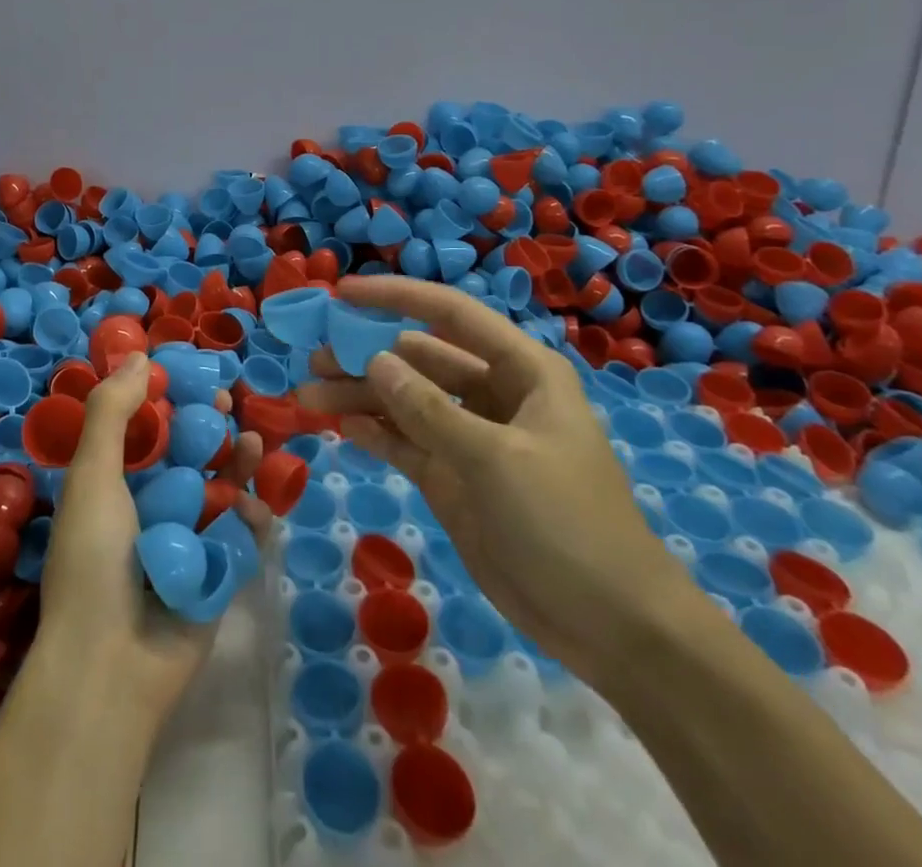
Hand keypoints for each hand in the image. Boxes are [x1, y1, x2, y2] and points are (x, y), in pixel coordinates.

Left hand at [34, 353, 272, 727]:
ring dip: (237, 463)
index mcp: (115, 483)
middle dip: (210, 425)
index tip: (192, 375)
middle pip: (188, 453)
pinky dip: (251, 518)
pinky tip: (255, 506)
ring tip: (253, 441)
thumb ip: (113, 413)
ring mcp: (186, 541)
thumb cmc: (94, 560)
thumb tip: (141, 357)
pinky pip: (239, 536)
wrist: (110, 667)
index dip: (170, 398)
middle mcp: (150, 506)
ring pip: (219, 488)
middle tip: (229, 403)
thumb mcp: (92, 476)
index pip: (147, 427)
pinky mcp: (216, 574)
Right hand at [298, 275, 696, 688]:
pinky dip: (375, 432)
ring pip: (405, 401)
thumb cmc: (566, 523)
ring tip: (309, 395)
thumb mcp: (496, 459)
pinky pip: (406, 443)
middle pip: (418, 359)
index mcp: (521, 371)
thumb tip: (374, 359)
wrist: (612, 628)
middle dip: (367, 355)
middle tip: (314, 359)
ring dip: (361, 396)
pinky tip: (342, 427)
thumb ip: (429, 409)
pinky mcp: (454, 478)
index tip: (342, 294)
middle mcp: (493, 395)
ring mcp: (470, 438)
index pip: (451, 315)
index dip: (396, 298)